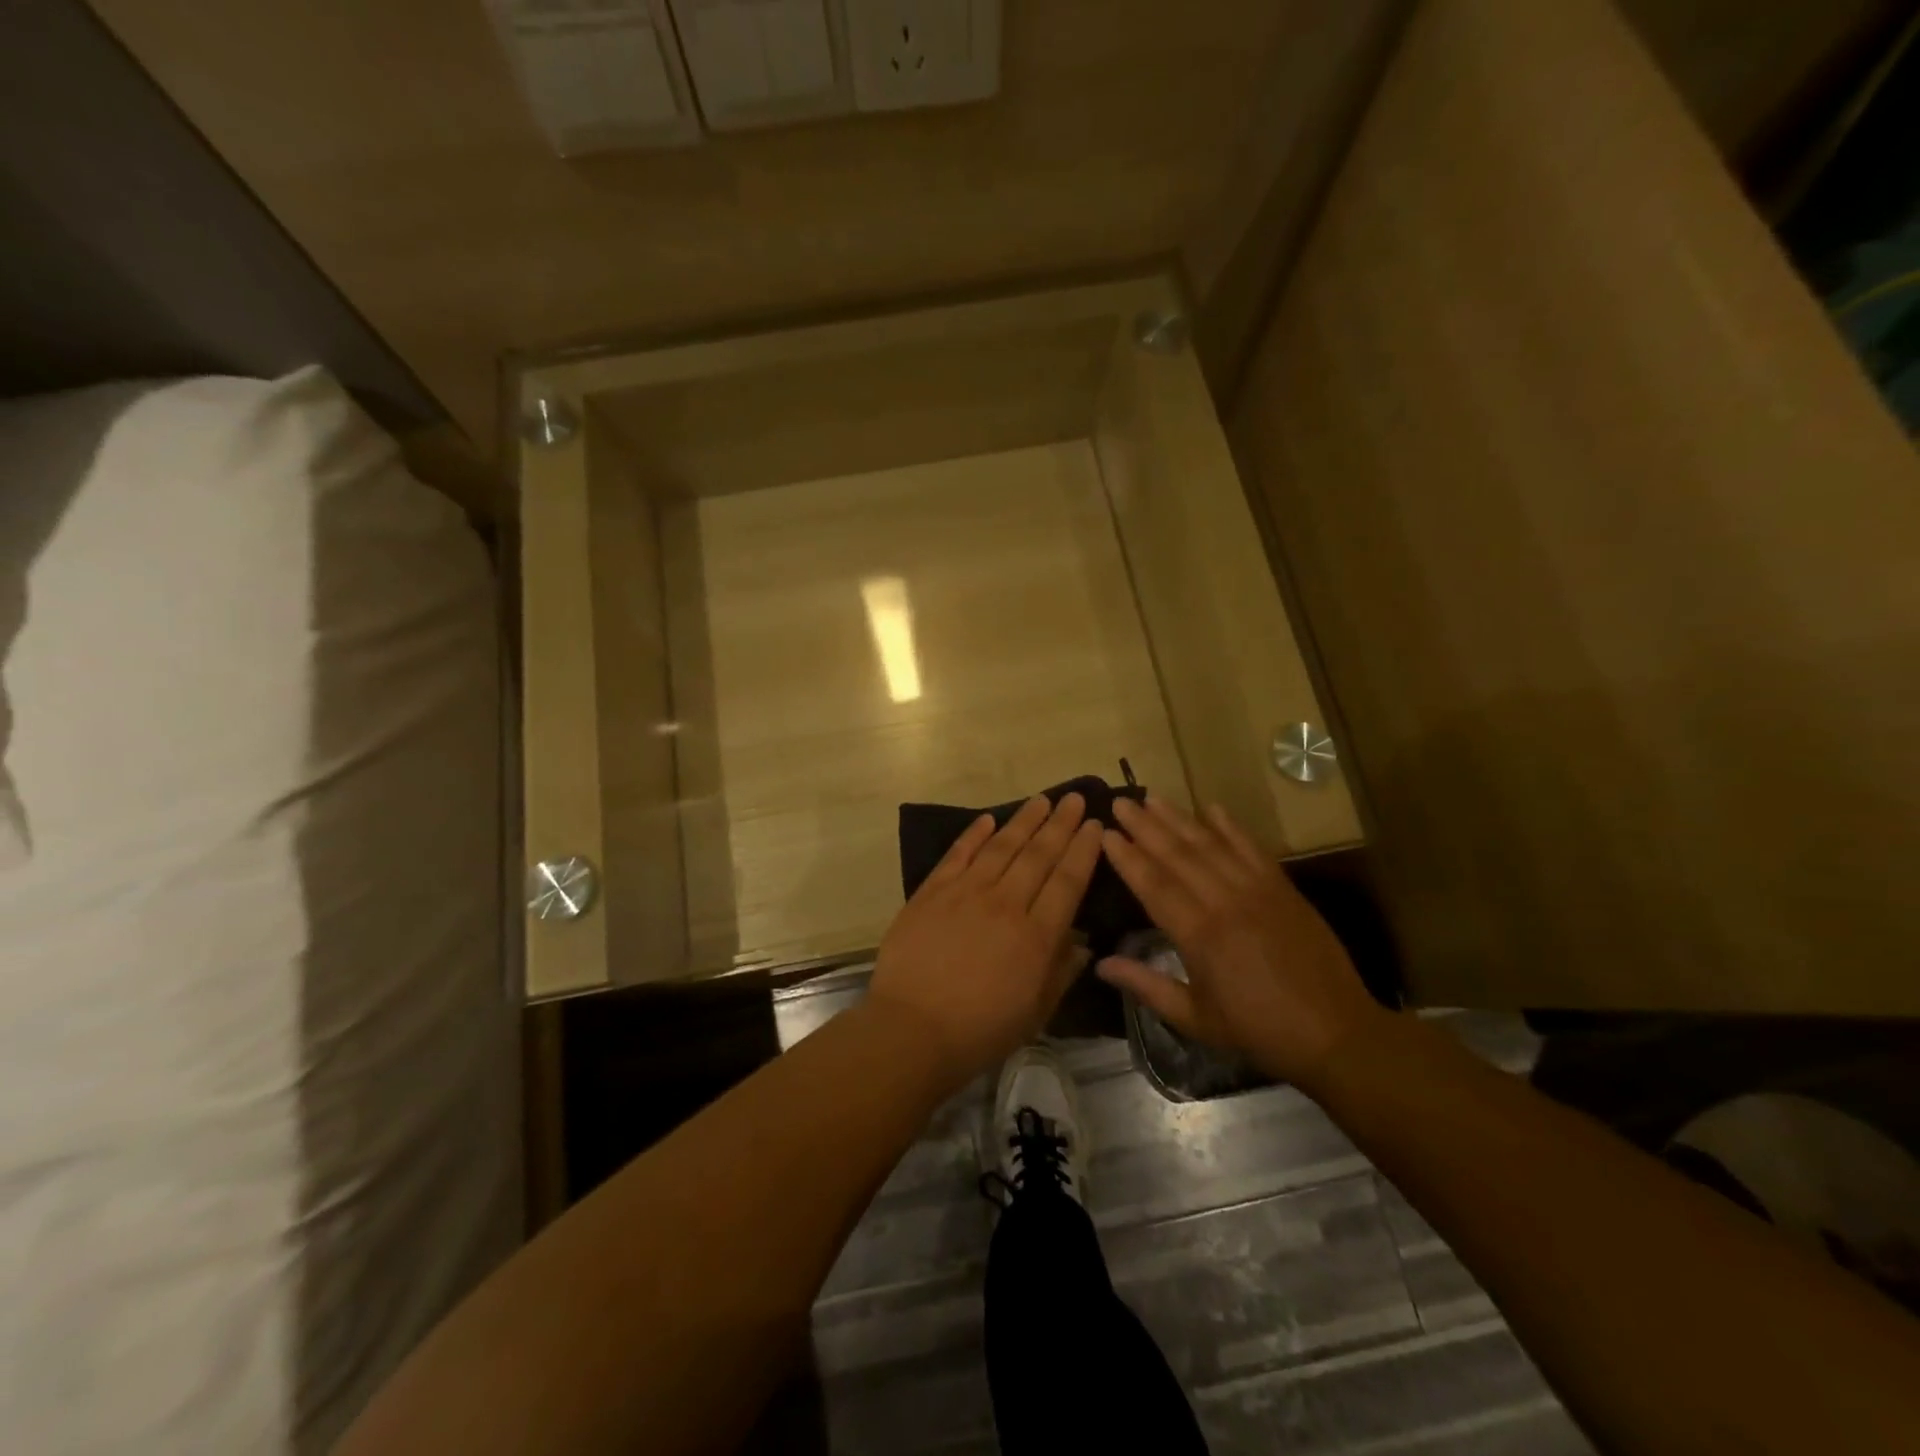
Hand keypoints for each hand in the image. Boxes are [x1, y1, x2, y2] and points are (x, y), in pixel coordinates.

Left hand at [869, 793, 1103, 1087]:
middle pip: (1038, 855)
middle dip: (1060, 824)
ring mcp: (965, 893)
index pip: (1067, 881)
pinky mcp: (932, 892)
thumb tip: (1082, 942)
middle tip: (1074, 799)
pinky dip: (974, 835)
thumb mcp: (1036, 1012)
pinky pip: (957, 855)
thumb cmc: (980, 1030)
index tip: (1095, 825)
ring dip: (1024, 821)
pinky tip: (988, 819)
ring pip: (1001, 847)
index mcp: (1036, 936)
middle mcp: (1005, 904)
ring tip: (1041, 800)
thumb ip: (1061, 972)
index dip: (1083, 850)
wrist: (912, 1029)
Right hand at [1096, 795, 1388, 1089]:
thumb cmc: (1258, 1030)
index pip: (1153, 885)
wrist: (1335, 1032)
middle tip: (1120, 802)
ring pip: (1211, 845)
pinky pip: (1252, 849)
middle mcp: (1225, 903)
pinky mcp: (1283, 888)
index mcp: (1200, 936)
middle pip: (1177, 856)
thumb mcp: (1195, 1018)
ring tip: (1152, 798)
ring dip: (1179, 819)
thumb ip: (1146, 986)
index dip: (1127, 857)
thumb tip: (1100, 964)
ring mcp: (1258, 891)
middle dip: (1145, 827)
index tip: (1105, 834)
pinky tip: (1211, 807)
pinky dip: (1231, 826)